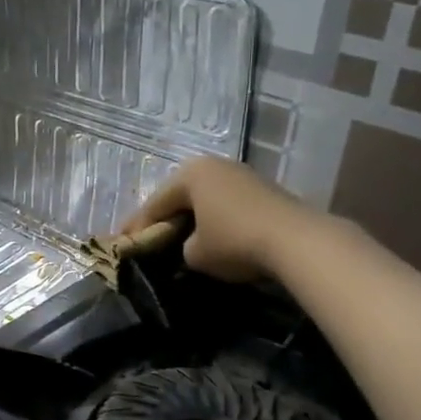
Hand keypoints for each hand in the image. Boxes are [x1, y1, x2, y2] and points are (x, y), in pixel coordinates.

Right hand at [121, 156, 311, 284]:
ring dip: (192, 218)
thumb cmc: (235, 242)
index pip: (154, 203)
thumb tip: (190, 246)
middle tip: (149, 239)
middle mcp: (213, 165)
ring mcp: (241, 174)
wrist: (297, 240)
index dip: (137, 227)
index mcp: (190, 174)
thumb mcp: (196, 253)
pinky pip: (227, 205)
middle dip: (165, 219)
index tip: (123, 245)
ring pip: (205, 199)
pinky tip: (214, 236)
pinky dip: (216, 219)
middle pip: (179, 196)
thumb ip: (182, 247)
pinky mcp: (263, 189)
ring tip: (180, 239)